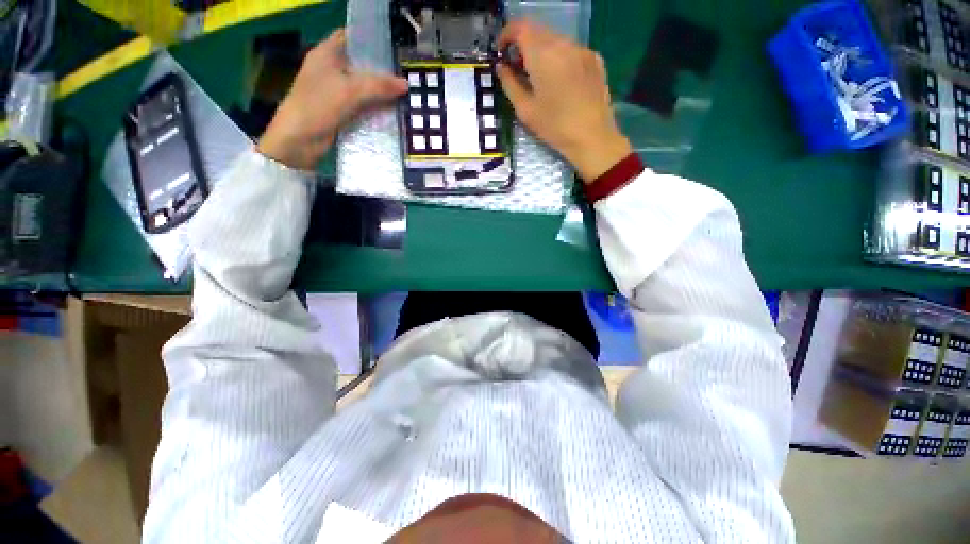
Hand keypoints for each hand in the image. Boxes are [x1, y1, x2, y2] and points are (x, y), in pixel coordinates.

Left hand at [257, 29, 408, 170]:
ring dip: (381, 91)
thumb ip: (379, 85)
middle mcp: (331, 69)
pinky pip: (362, 105)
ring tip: (405, 94)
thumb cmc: (319, 106)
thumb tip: (406, 83)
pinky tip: (392, 111)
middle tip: (406, 75)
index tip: (396, 50)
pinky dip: (375, 107)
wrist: (299, 140)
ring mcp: (335, 91)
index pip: (352, 37)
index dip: (373, 40)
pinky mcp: (340, 110)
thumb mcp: (351, 90)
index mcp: (327, 53)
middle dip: (383, 70)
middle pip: (361, 64)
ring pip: (363, 86)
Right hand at [497, 21, 631, 182]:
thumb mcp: (525, 110)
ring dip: (542, 51)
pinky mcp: (595, 59)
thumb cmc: (554, 127)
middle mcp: (563, 43)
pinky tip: (560, 81)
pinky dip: (560, 58)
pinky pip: (571, 50)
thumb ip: (509, 84)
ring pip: (555, 40)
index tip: (502, 52)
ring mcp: (582, 49)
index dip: (506, 35)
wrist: (592, 137)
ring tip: (539, 77)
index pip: (520, 27)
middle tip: (518, 69)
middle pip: (537, 31)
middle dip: (523, 45)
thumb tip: (501, 67)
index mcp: (542, 54)